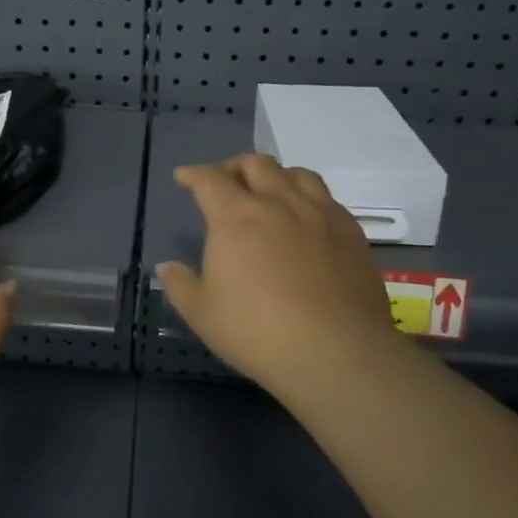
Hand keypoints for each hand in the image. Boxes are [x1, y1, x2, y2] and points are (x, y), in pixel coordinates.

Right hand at [156, 156, 404, 404]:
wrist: (337, 352)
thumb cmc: (257, 331)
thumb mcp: (202, 314)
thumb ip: (180, 285)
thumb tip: (165, 267)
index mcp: (236, 217)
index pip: (210, 180)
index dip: (193, 174)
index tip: (184, 176)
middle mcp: (278, 203)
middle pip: (256, 165)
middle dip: (235, 167)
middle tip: (226, 182)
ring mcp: (320, 214)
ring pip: (297, 174)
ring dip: (276, 175)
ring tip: (270, 191)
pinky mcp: (351, 232)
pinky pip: (328, 198)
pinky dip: (308, 197)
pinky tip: (307, 219)